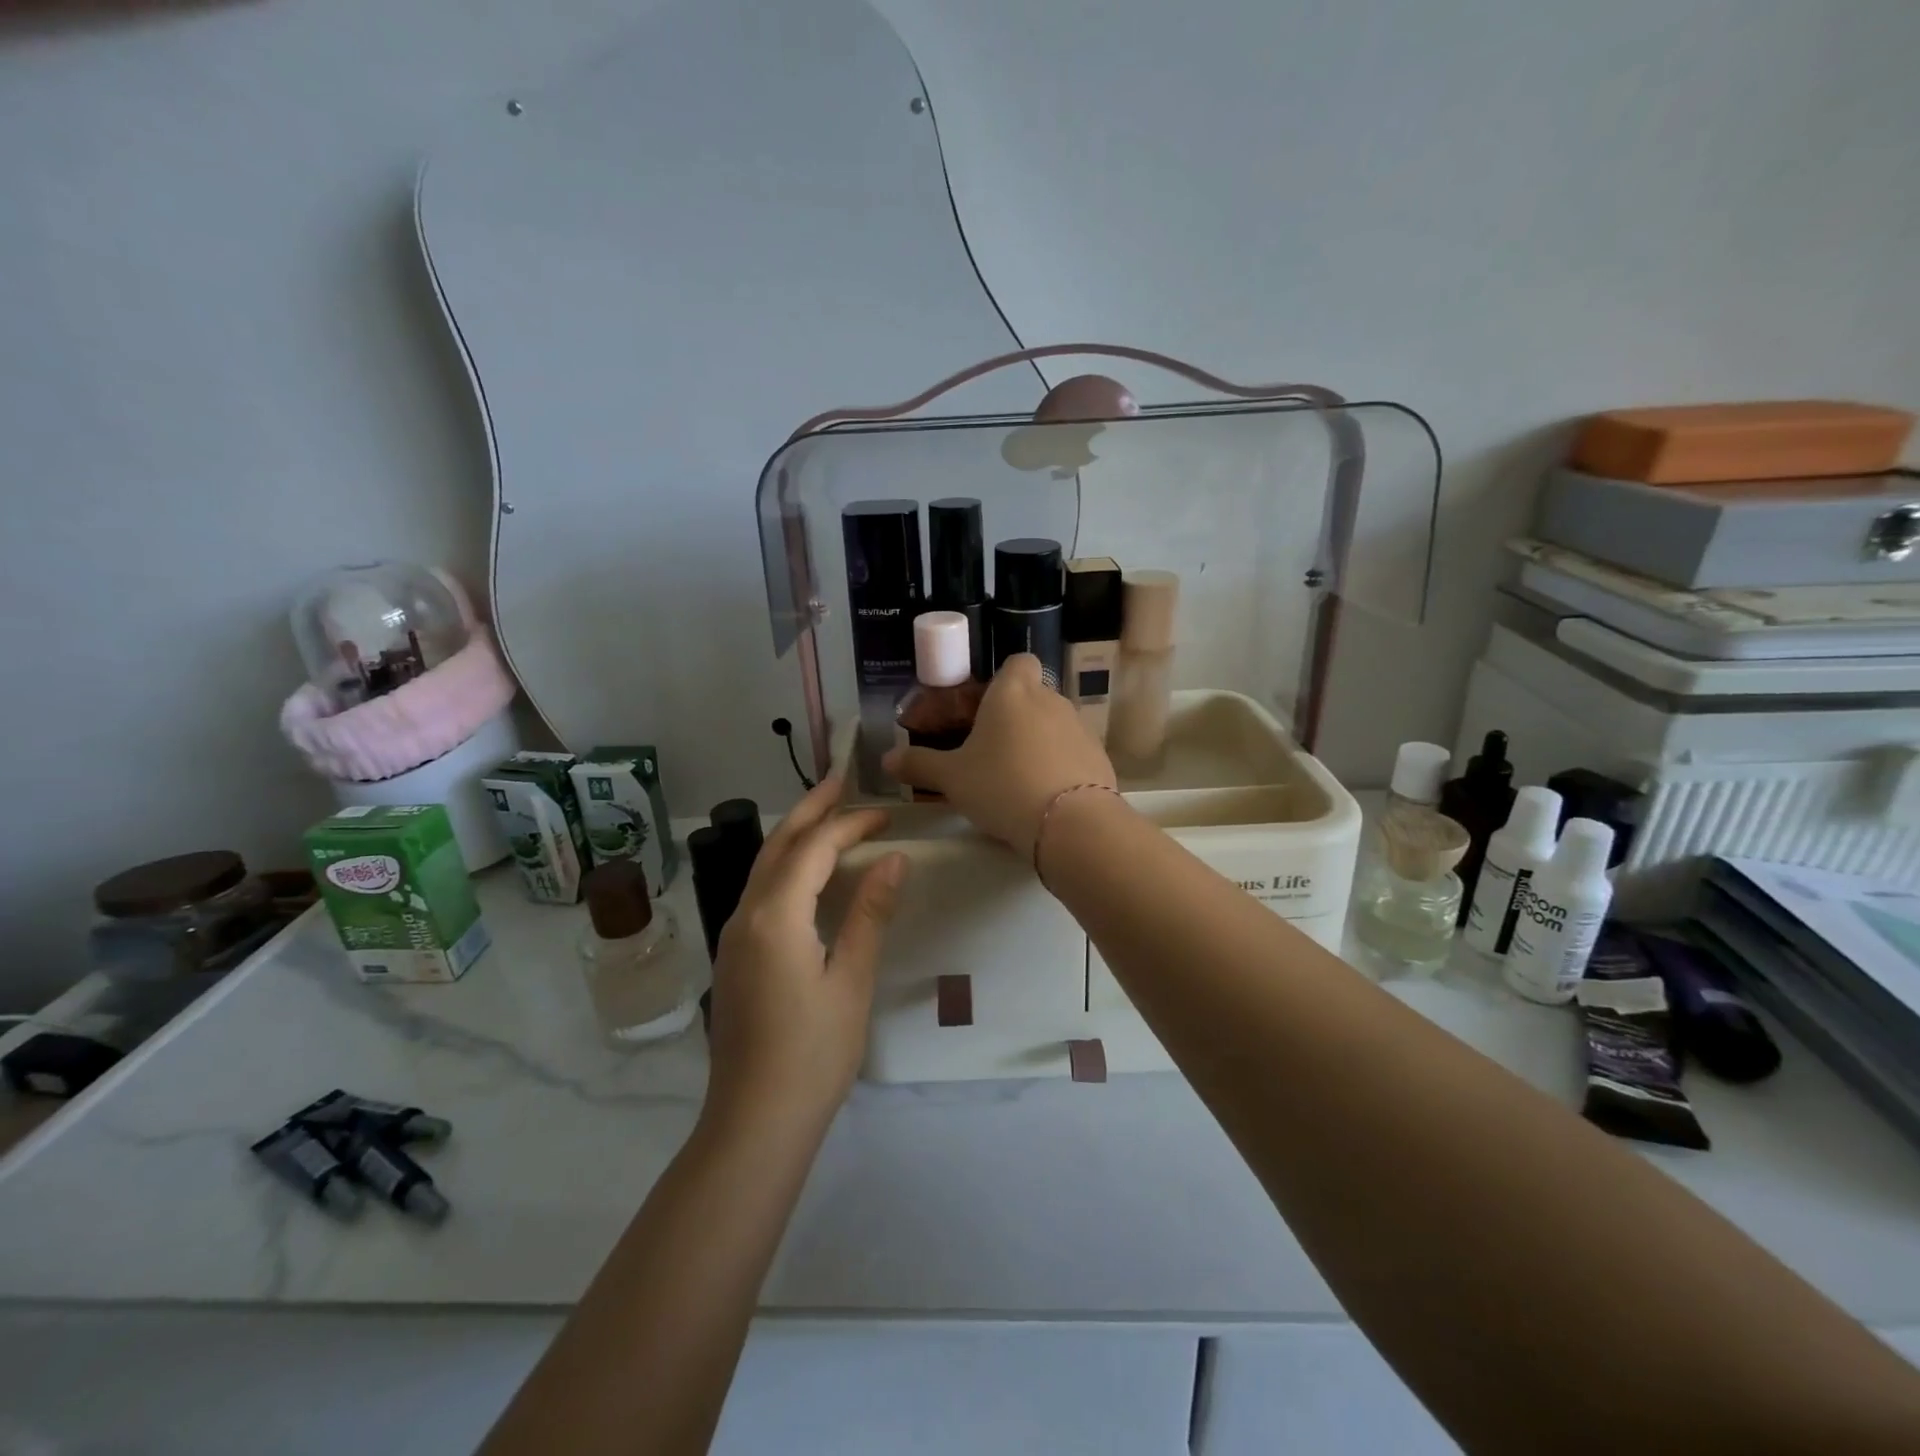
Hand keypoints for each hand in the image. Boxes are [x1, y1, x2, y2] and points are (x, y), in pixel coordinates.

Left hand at [704, 775, 906, 1137]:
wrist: (755, 1120)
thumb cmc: (813, 1053)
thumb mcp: (851, 980)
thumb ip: (869, 913)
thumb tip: (893, 859)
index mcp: (774, 916)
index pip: (814, 848)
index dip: (850, 824)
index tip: (886, 813)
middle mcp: (745, 914)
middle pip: (778, 843)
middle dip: (811, 808)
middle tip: (841, 777)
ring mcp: (733, 935)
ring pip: (764, 865)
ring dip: (796, 833)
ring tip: (827, 812)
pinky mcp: (735, 955)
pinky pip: (761, 890)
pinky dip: (787, 864)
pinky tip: (808, 871)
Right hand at [883, 654, 1115, 858]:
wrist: (1069, 823)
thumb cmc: (1001, 786)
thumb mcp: (952, 779)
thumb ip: (919, 765)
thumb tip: (887, 760)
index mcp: (1013, 693)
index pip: (1017, 662)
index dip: (1003, 679)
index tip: (985, 707)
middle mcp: (1051, 700)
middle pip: (1033, 695)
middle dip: (1014, 717)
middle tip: (990, 751)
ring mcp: (1080, 727)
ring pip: (1053, 724)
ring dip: (1037, 741)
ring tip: (1016, 778)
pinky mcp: (1099, 757)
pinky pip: (1073, 752)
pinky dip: (1059, 765)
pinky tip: (1044, 795)